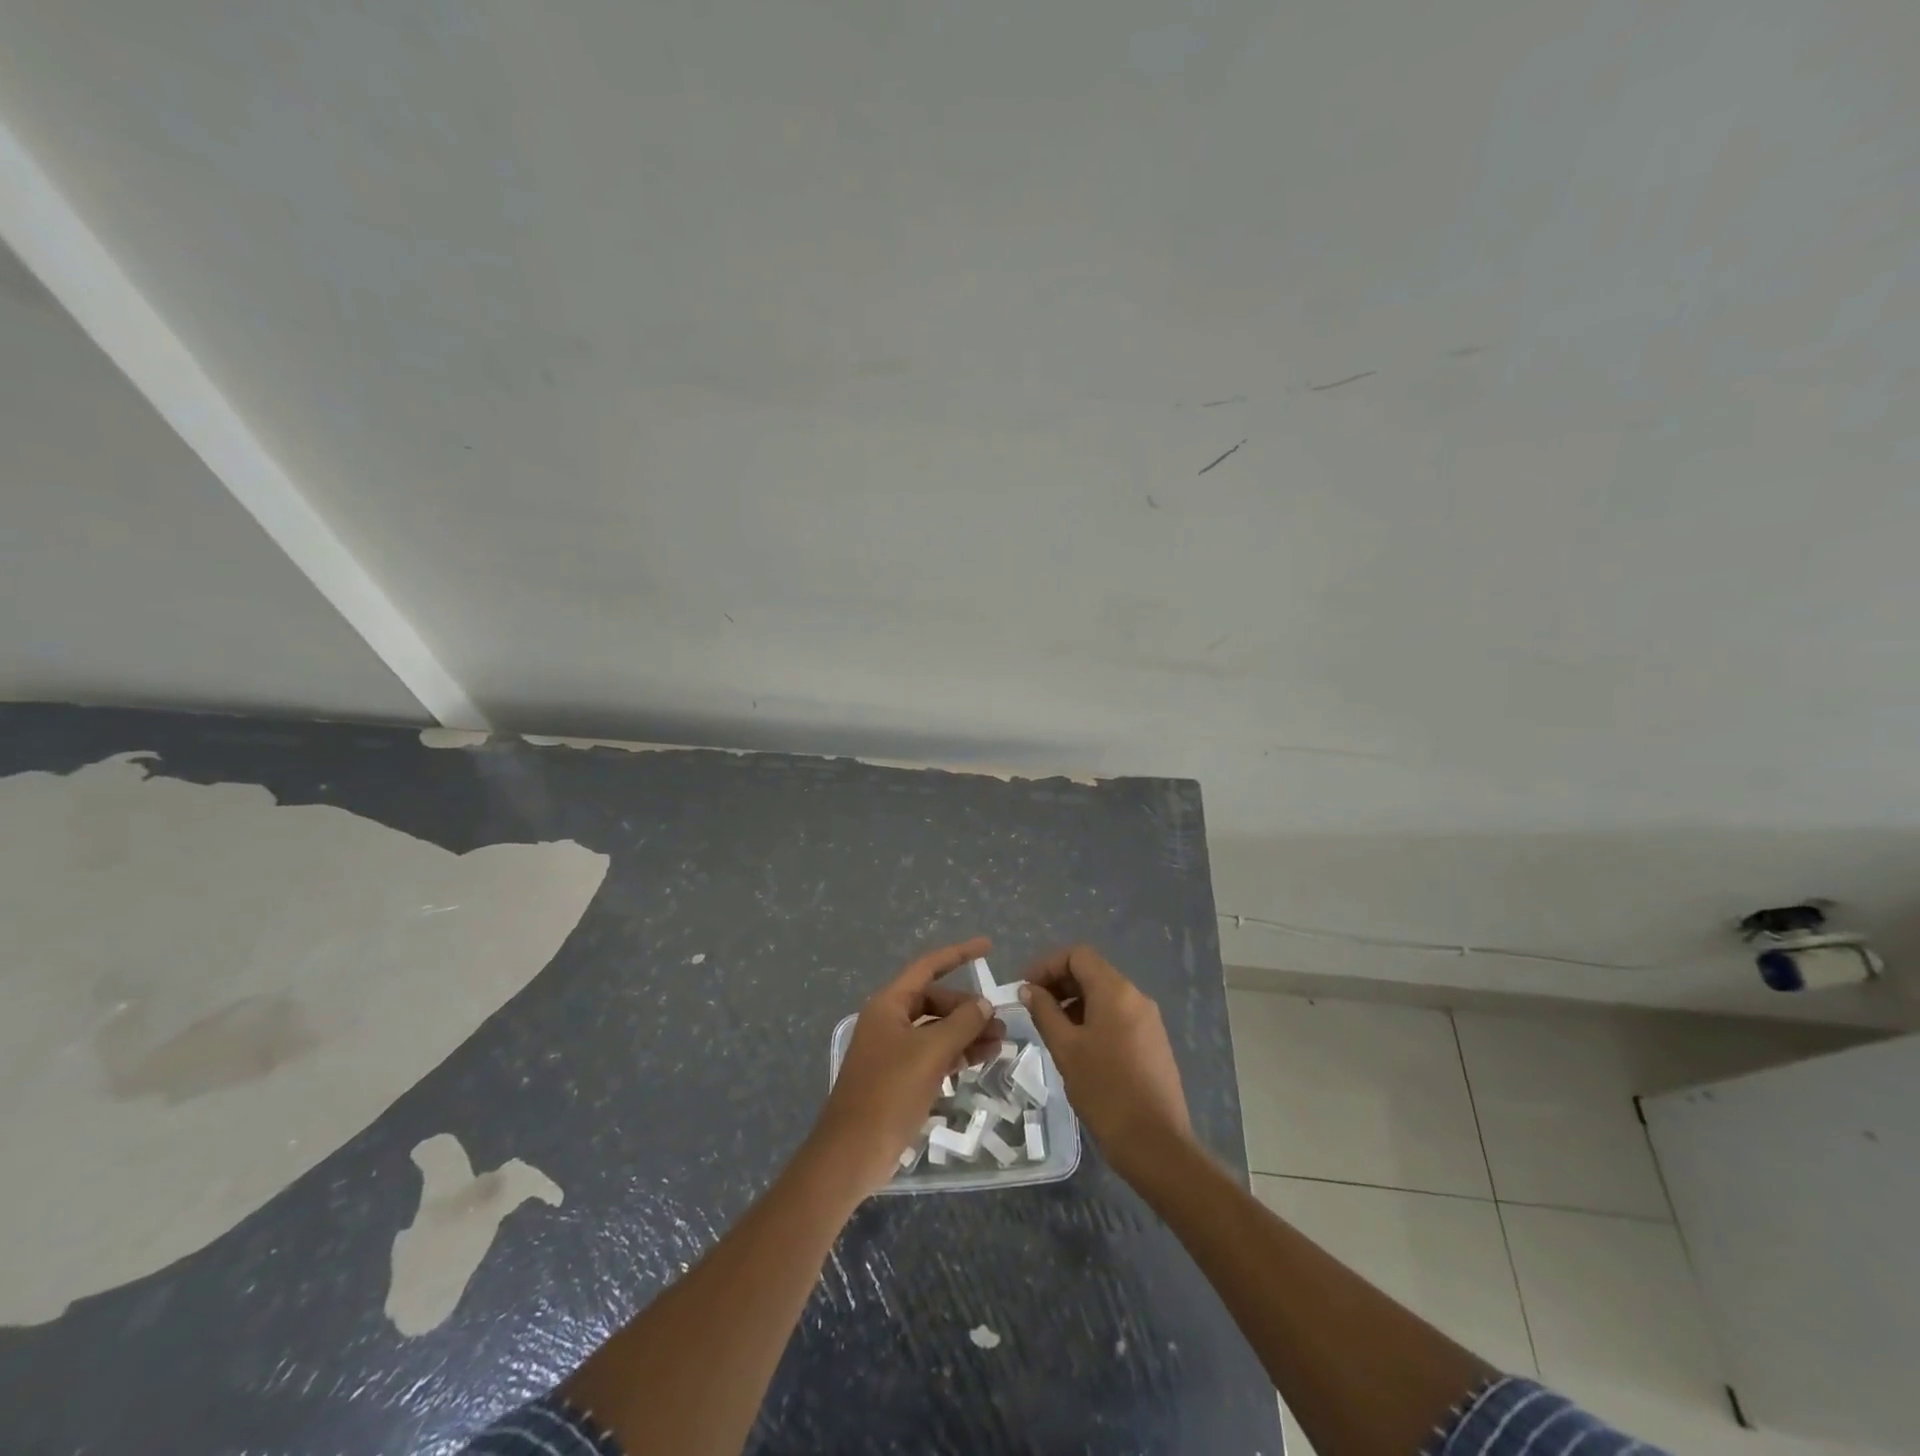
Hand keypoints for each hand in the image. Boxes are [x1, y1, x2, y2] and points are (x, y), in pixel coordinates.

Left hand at [810, 937, 1004, 1197]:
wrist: (852, 1153)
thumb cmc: (888, 1093)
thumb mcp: (930, 1053)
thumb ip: (961, 1024)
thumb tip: (984, 1004)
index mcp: (889, 1005)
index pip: (928, 967)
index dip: (958, 954)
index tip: (988, 947)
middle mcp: (890, 1021)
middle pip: (936, 1000)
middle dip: (968, 1008)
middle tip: (1000, 1024)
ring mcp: (894, 1050)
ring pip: (938, 1029)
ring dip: (967, 1032)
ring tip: (1000, 1043)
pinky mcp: (901, 1077)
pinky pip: (934, 1053)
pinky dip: (957, 1053)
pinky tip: (981, 1060)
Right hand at [1019, 945, 1191, 1181]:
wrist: (1155, 1143)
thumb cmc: (1104, 1090)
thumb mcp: (1065, 1048)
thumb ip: (1044, 1012)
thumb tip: (1029, 990)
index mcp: (1116, 991)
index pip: (1078, 955)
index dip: (1048, 965)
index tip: (1026, 989)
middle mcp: (1136, 996)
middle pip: (1093, 972)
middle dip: (1060, 984)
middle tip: (1034, 1008)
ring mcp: (1149, 1020)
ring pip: (1105, 995)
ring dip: (1075, 1002)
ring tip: (1053, 1030)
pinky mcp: (1154, 1042)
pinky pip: (1119, 1016)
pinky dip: (1094, 1019)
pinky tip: (1079, 1047)